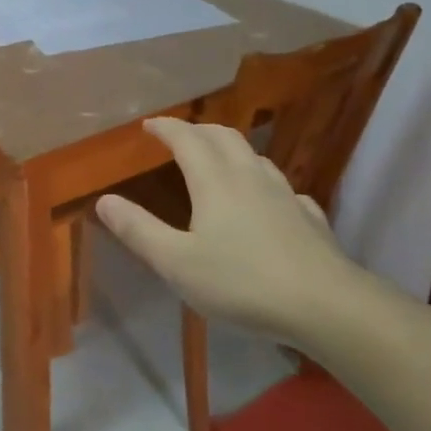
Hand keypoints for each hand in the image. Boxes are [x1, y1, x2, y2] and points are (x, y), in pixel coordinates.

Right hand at [95, 117, 372, 342]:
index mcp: (214, 180)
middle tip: (179, 137)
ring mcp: (284, 194)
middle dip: (198, 130)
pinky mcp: (309, 217)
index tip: (149, 125)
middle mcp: (250, 176)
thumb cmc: (242, 282)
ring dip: (230, 149)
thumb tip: (104, 200)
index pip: (186, 138)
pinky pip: (281, 187)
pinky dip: (262, 181)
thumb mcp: (177, 262)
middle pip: (224, 136)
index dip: (166, 127)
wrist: (327, 306)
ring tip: (218, 161)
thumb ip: (138, 230)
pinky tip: (266, 201)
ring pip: (255, 156)